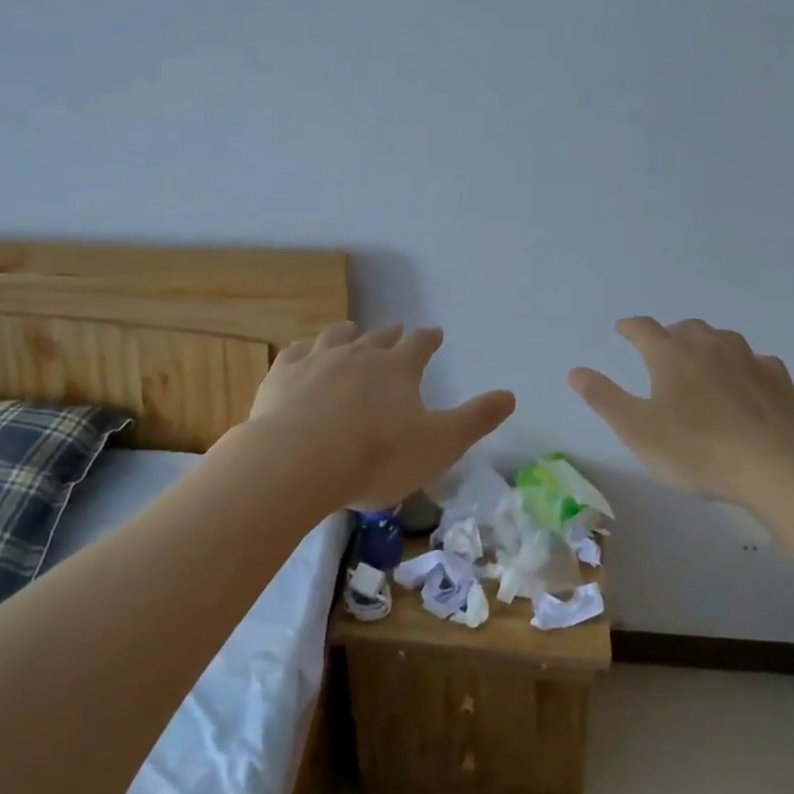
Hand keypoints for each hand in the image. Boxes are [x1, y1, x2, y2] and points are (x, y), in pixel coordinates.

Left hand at [247, 322, 515, 511]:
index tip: (435, 334)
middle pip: (379, 338)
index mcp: (398, 368)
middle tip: (397, 332)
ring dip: (349, 333)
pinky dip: (304, 350)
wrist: (298, 462)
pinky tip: (303, 353)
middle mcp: (360, 353)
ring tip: (352, 331)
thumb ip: (476, 420)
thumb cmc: (377, 456)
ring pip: (337, 336)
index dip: (429, 339)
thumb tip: (510, 395)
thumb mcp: (439, 445)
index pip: (420, 344)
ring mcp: (318, 360)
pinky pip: (296, 352)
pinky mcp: (282, 375)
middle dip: (392, 335)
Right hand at [568, 317, 793, 501]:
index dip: (631, 327)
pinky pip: (757, 362)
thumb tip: (575, 371)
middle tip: (663, 351)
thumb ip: (604, 398)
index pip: (644, 329)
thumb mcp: (638, 430)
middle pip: (685, 328)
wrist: (776, 465)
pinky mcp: (778, 378)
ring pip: (722, 339)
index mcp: (671, 355)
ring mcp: (747, 358)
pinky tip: (747, 383)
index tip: (623, 329)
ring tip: (703, 363)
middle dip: (671, 334)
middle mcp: (708, 346)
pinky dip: (745, 366)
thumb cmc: (697, 449)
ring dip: (708, 345)